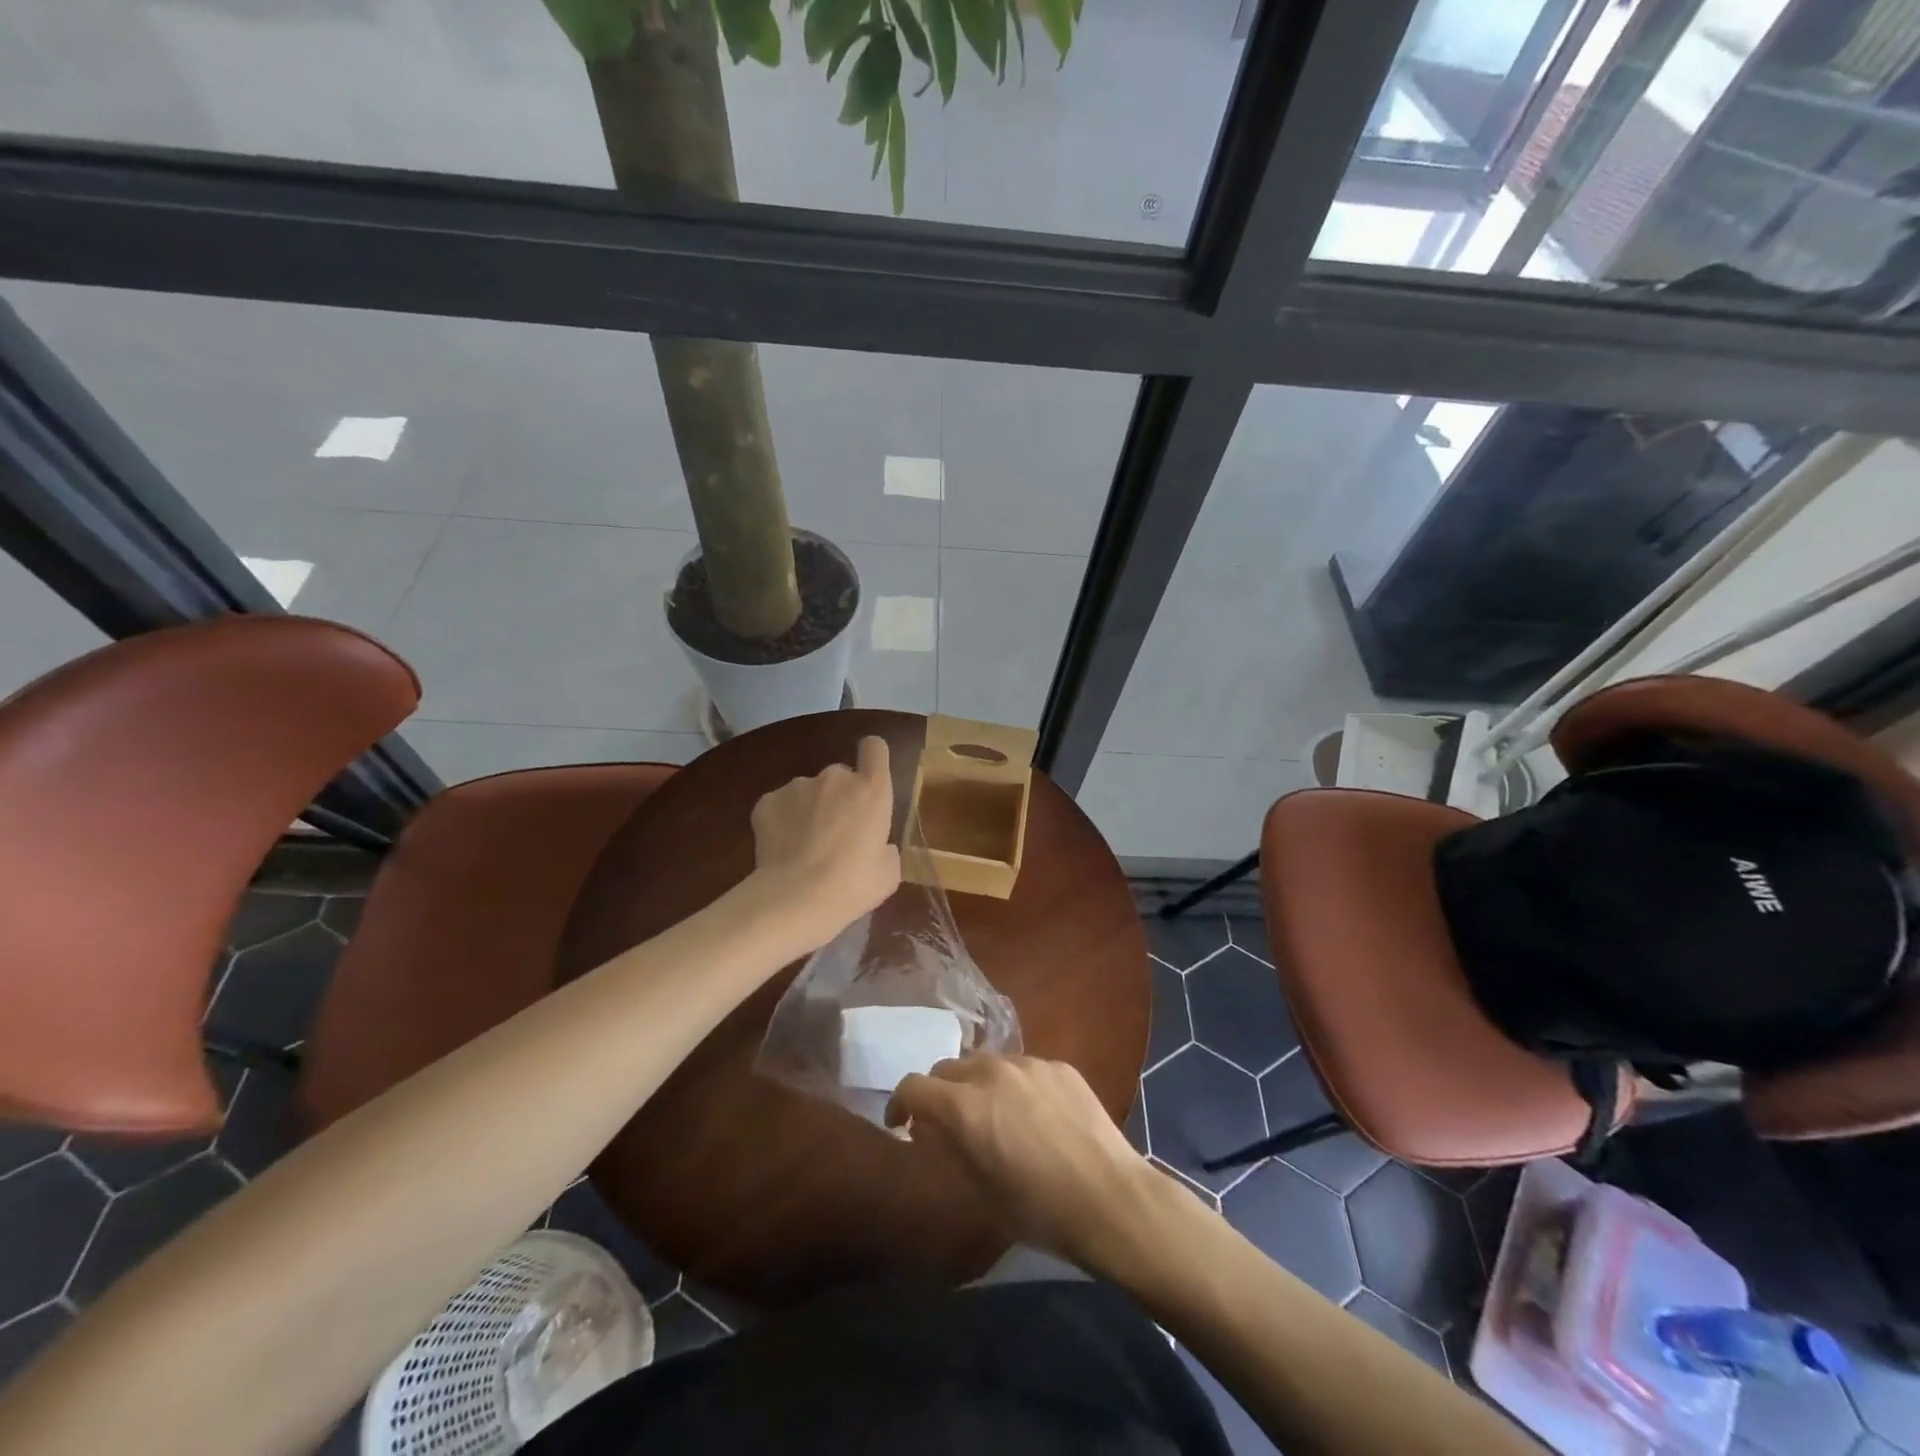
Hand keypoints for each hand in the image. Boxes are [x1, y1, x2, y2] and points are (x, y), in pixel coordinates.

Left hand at [750, 735, 901, 943]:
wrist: (796, 898)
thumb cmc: (852, 886)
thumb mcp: (888, 872)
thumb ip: (885, 848)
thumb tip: (878, 847)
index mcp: (872, 790)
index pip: (875, 748)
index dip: (872, 757)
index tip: (869, 777)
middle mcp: (836, 777)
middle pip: (840, 776)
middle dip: (839, 798)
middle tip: (836, 834)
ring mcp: (798, 785)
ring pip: (808, 792)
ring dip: (809, 810)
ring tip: (803, 847)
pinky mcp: (767, 801)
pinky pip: (780, 805)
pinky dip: (781, 821)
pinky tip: (782, 850)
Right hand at [886, 1055, 1173, 1273]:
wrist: (1110, 1199)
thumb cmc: (1039, 1210)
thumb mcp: (979, 1192)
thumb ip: (948, 1150)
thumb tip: (932, 1129)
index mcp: (964, 1106)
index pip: (913, 1086)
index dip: (900, 1104)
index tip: (902, 1125)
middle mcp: (991, 1072)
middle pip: (948, 1068)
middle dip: (939, 1093)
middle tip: (948, 1125)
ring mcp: (1029, 1064)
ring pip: (986, 1063)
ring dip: (977, 1086)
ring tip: (995, 1118)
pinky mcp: (1059, 1066)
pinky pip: (1023, 1069)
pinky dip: (1015, 1087)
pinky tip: (1036, 1118)